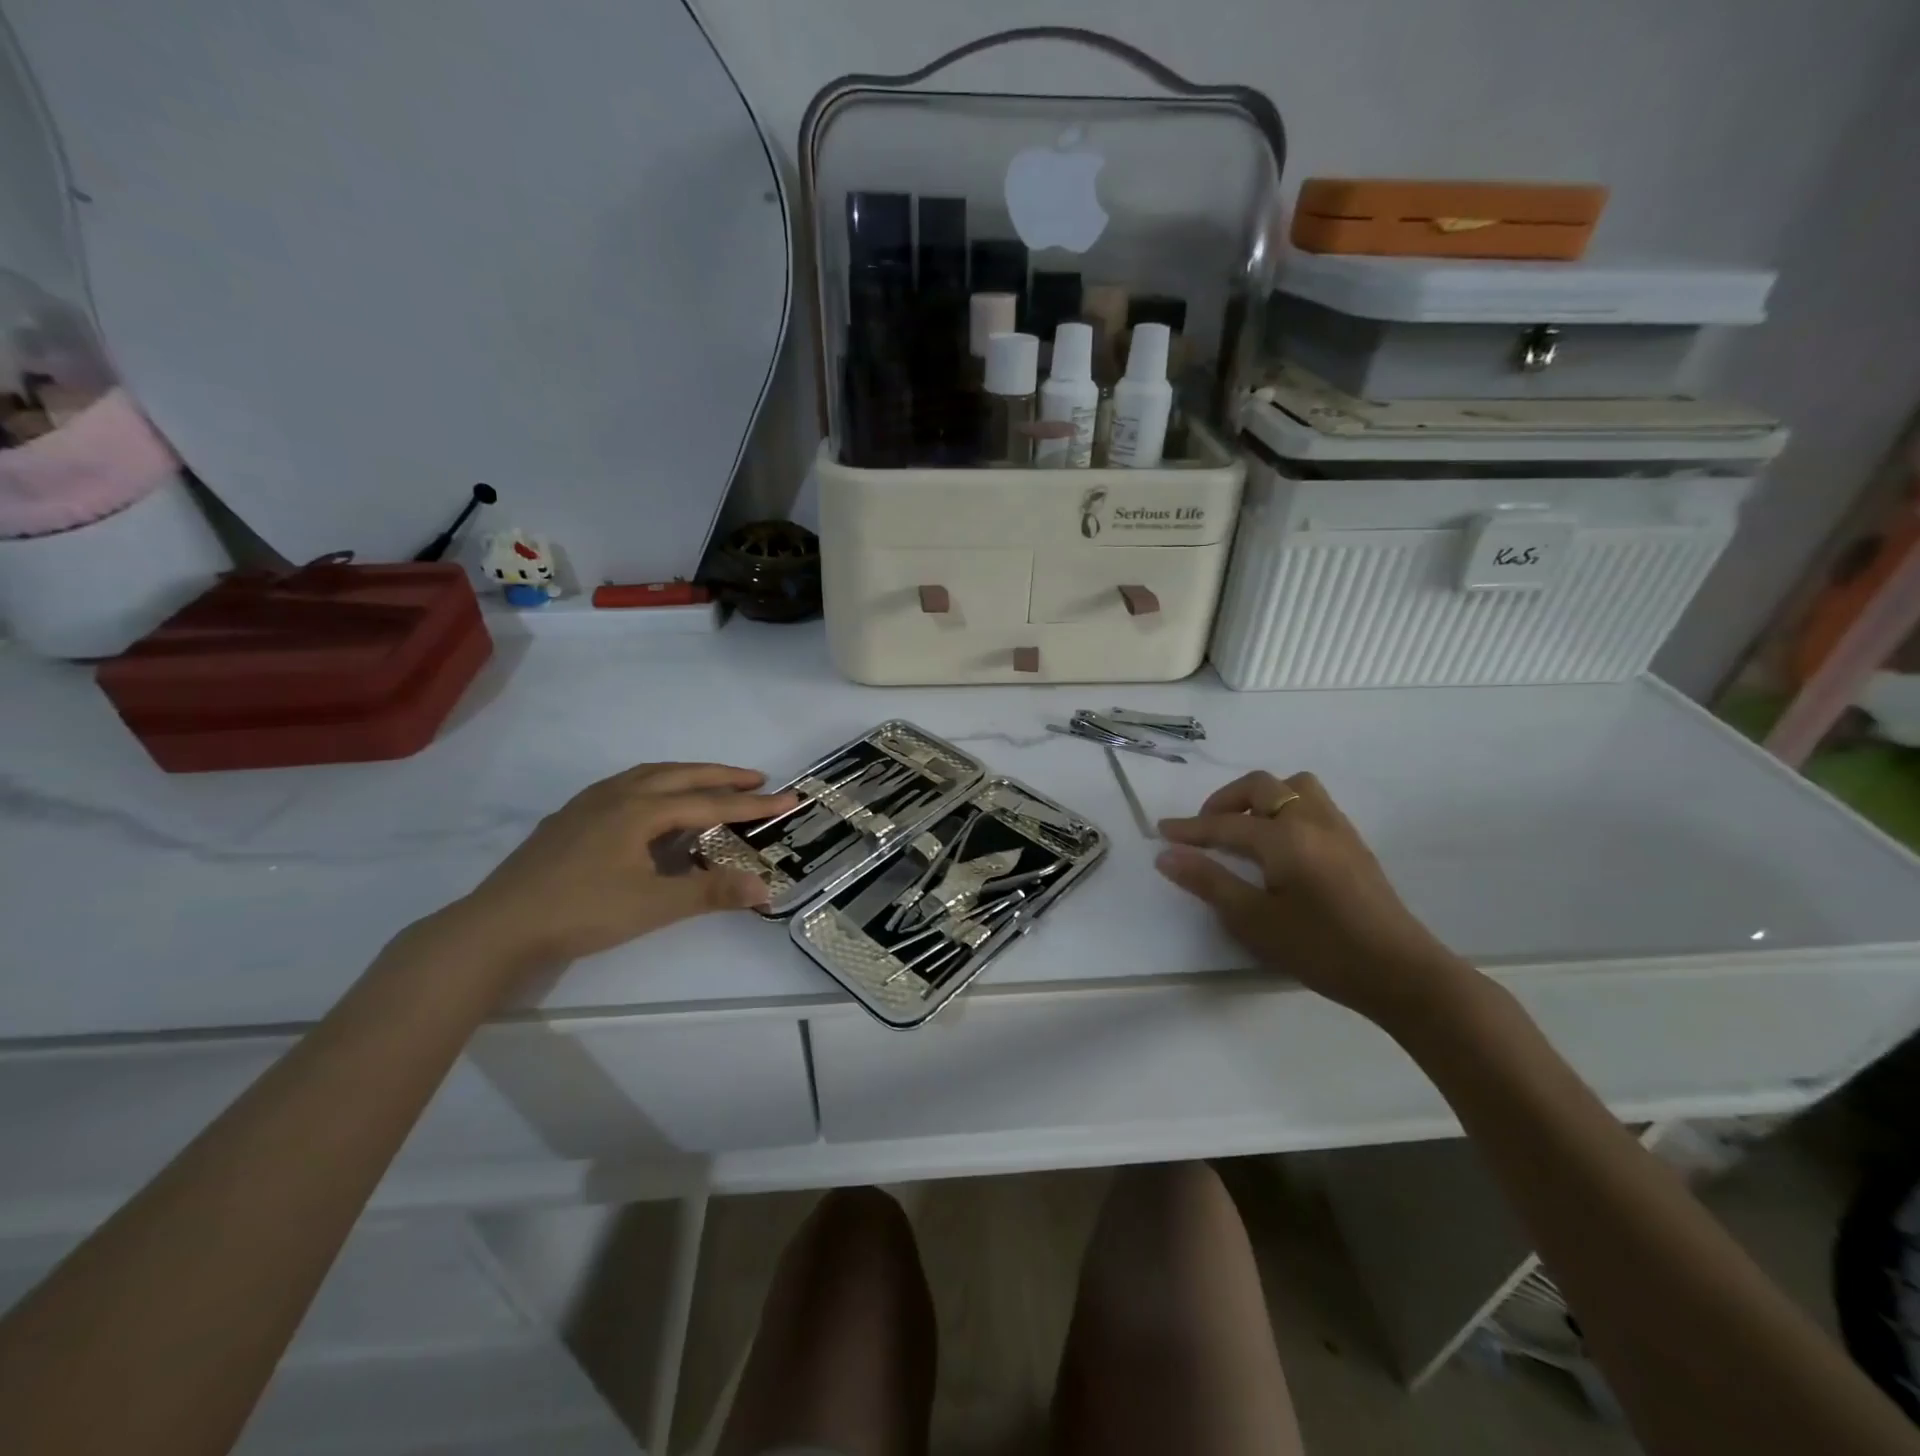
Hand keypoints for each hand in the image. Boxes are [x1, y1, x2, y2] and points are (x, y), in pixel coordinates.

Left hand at [441, 762, 797, 980]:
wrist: (497, 927)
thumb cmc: (581, 912)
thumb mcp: (653, 906)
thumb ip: (710, 893)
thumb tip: (766, 887)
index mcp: (640, 810)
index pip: (710, 802)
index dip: (752, 803)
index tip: (789, 799)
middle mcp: (617, 795)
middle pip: (681, 775)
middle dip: (722, 775)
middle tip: (758, 778)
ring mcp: (588, 804)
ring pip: (648, 775)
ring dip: (686, 775)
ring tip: (710, 783)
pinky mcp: (569, 819)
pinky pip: (625, 786)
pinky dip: (654, 784)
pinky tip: (649, 804)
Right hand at [1155, 770, 1473, 1028]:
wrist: (1400, 973)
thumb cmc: (1321, 949)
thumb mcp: (1254, 921)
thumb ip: (1208, 882)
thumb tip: (1167, 855)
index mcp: (1284, 837)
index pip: (1224, 825)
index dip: (1189, 829)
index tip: (1161, 831)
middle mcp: (1311, 820)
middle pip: (1260, 787)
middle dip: (1224, 801)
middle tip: (1205, 830)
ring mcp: (1338, 829)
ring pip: (1294, 787)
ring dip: (1261, 798)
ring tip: (1245, 830)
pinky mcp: (1354, 844)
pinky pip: (1313, 804)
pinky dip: (1286, 809)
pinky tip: (1280, 846)